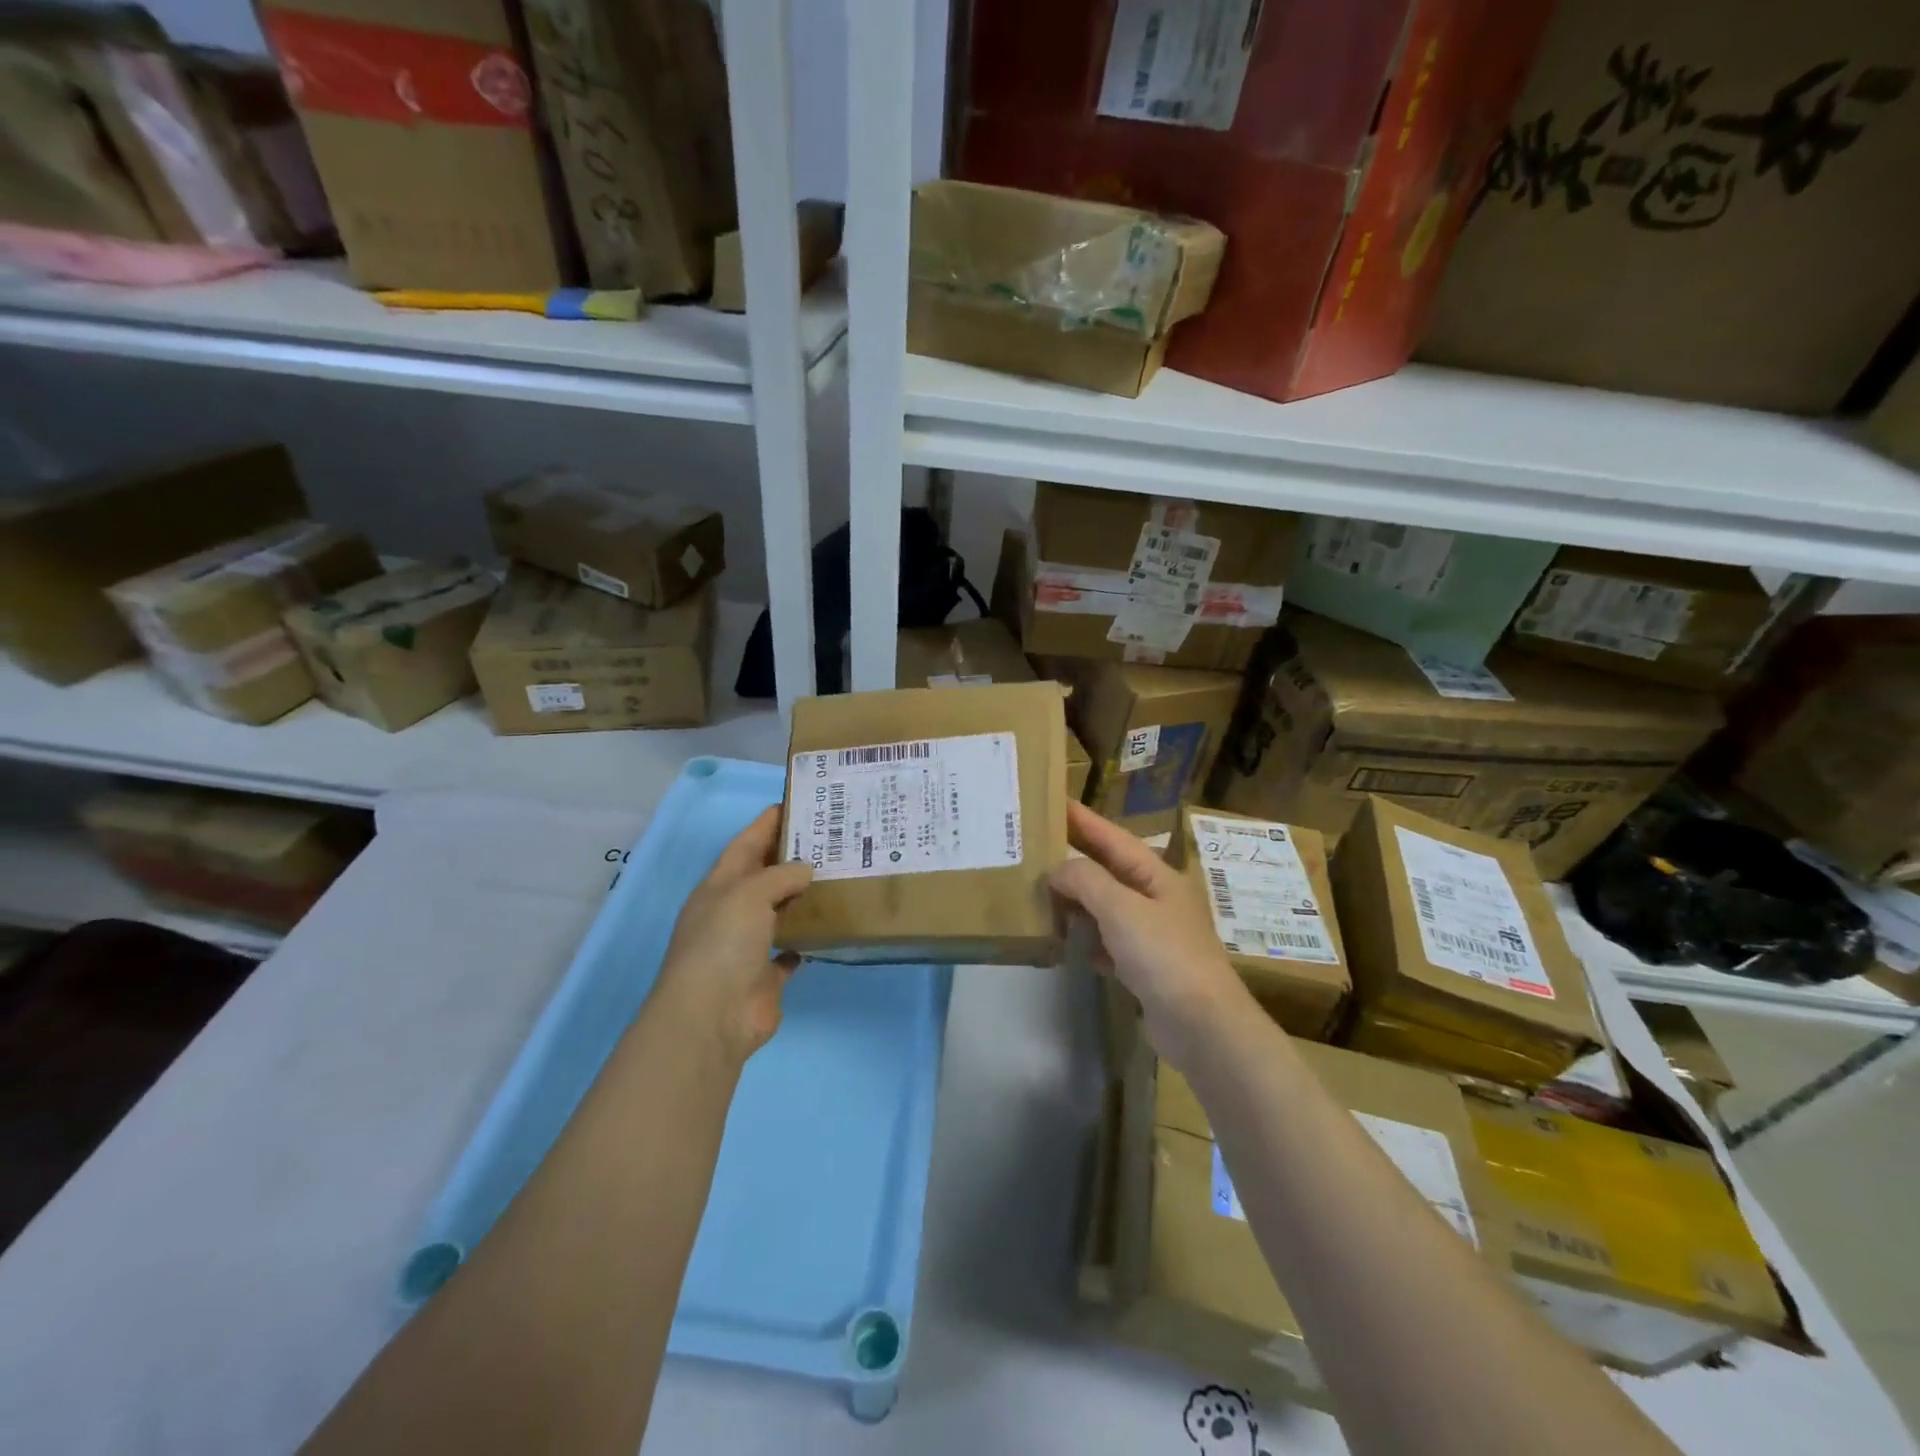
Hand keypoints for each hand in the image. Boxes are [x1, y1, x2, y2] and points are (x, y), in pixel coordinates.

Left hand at [653, 807, 813, 1063]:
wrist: (711, 1016)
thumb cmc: (723, 943)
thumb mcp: (749, 894)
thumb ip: (780, 876)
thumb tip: (806, 871)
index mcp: (719, 886)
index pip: (746, 844)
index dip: (767, 823)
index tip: (796, 803)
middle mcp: (732, 911)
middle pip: (764, 875)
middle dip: (791, 856)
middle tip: (830, 837)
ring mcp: (748, 945)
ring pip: (779, 911)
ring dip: (801, 896)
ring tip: (838, 874)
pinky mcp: (766, 976)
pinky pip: (790, 950)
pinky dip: (805, 939)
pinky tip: (828, 926)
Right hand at [1049, 801, 1251, 1069]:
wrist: (1203, 1026)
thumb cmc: (1165, 956)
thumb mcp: (1122, 909)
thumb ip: (1087, 881)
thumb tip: (1057, 870)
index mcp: (1157, 876)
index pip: (1112, 838)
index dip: (1083, 819)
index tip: (1053, 801)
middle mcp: (1155, 898)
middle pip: (1108, 870)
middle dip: (1074, 859)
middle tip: (1035, 845)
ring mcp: (1151, 933)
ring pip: (1105, 906)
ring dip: (1076, 900)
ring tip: (1039, 891)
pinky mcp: (1144, 966)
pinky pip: (1107, 941)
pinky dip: (1086, 937)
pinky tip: (1063, 939)